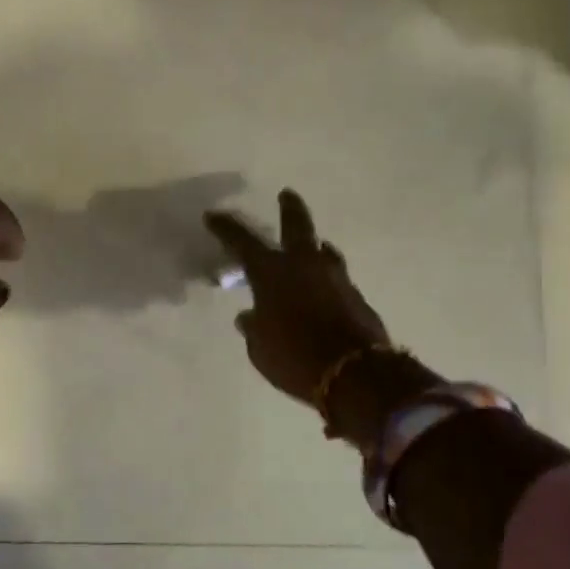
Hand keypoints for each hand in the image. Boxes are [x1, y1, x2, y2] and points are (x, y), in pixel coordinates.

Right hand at [205, 189, 391, 402]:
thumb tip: (249, 316)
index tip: (213, 216)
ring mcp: (335, 277)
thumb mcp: (260, 348)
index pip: (242, 242)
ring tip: (310, 247)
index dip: (226, 228)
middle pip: (297, 225)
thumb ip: (254, 327)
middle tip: (286, 194)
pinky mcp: (356, 296)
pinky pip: (336, 279)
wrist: (354, 373)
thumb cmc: (293, 357)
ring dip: (314, 247)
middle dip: (289, 208)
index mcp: (272, 272)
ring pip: (323, 251)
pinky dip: (325, 279)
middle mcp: (305, 265)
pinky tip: (322, 289)